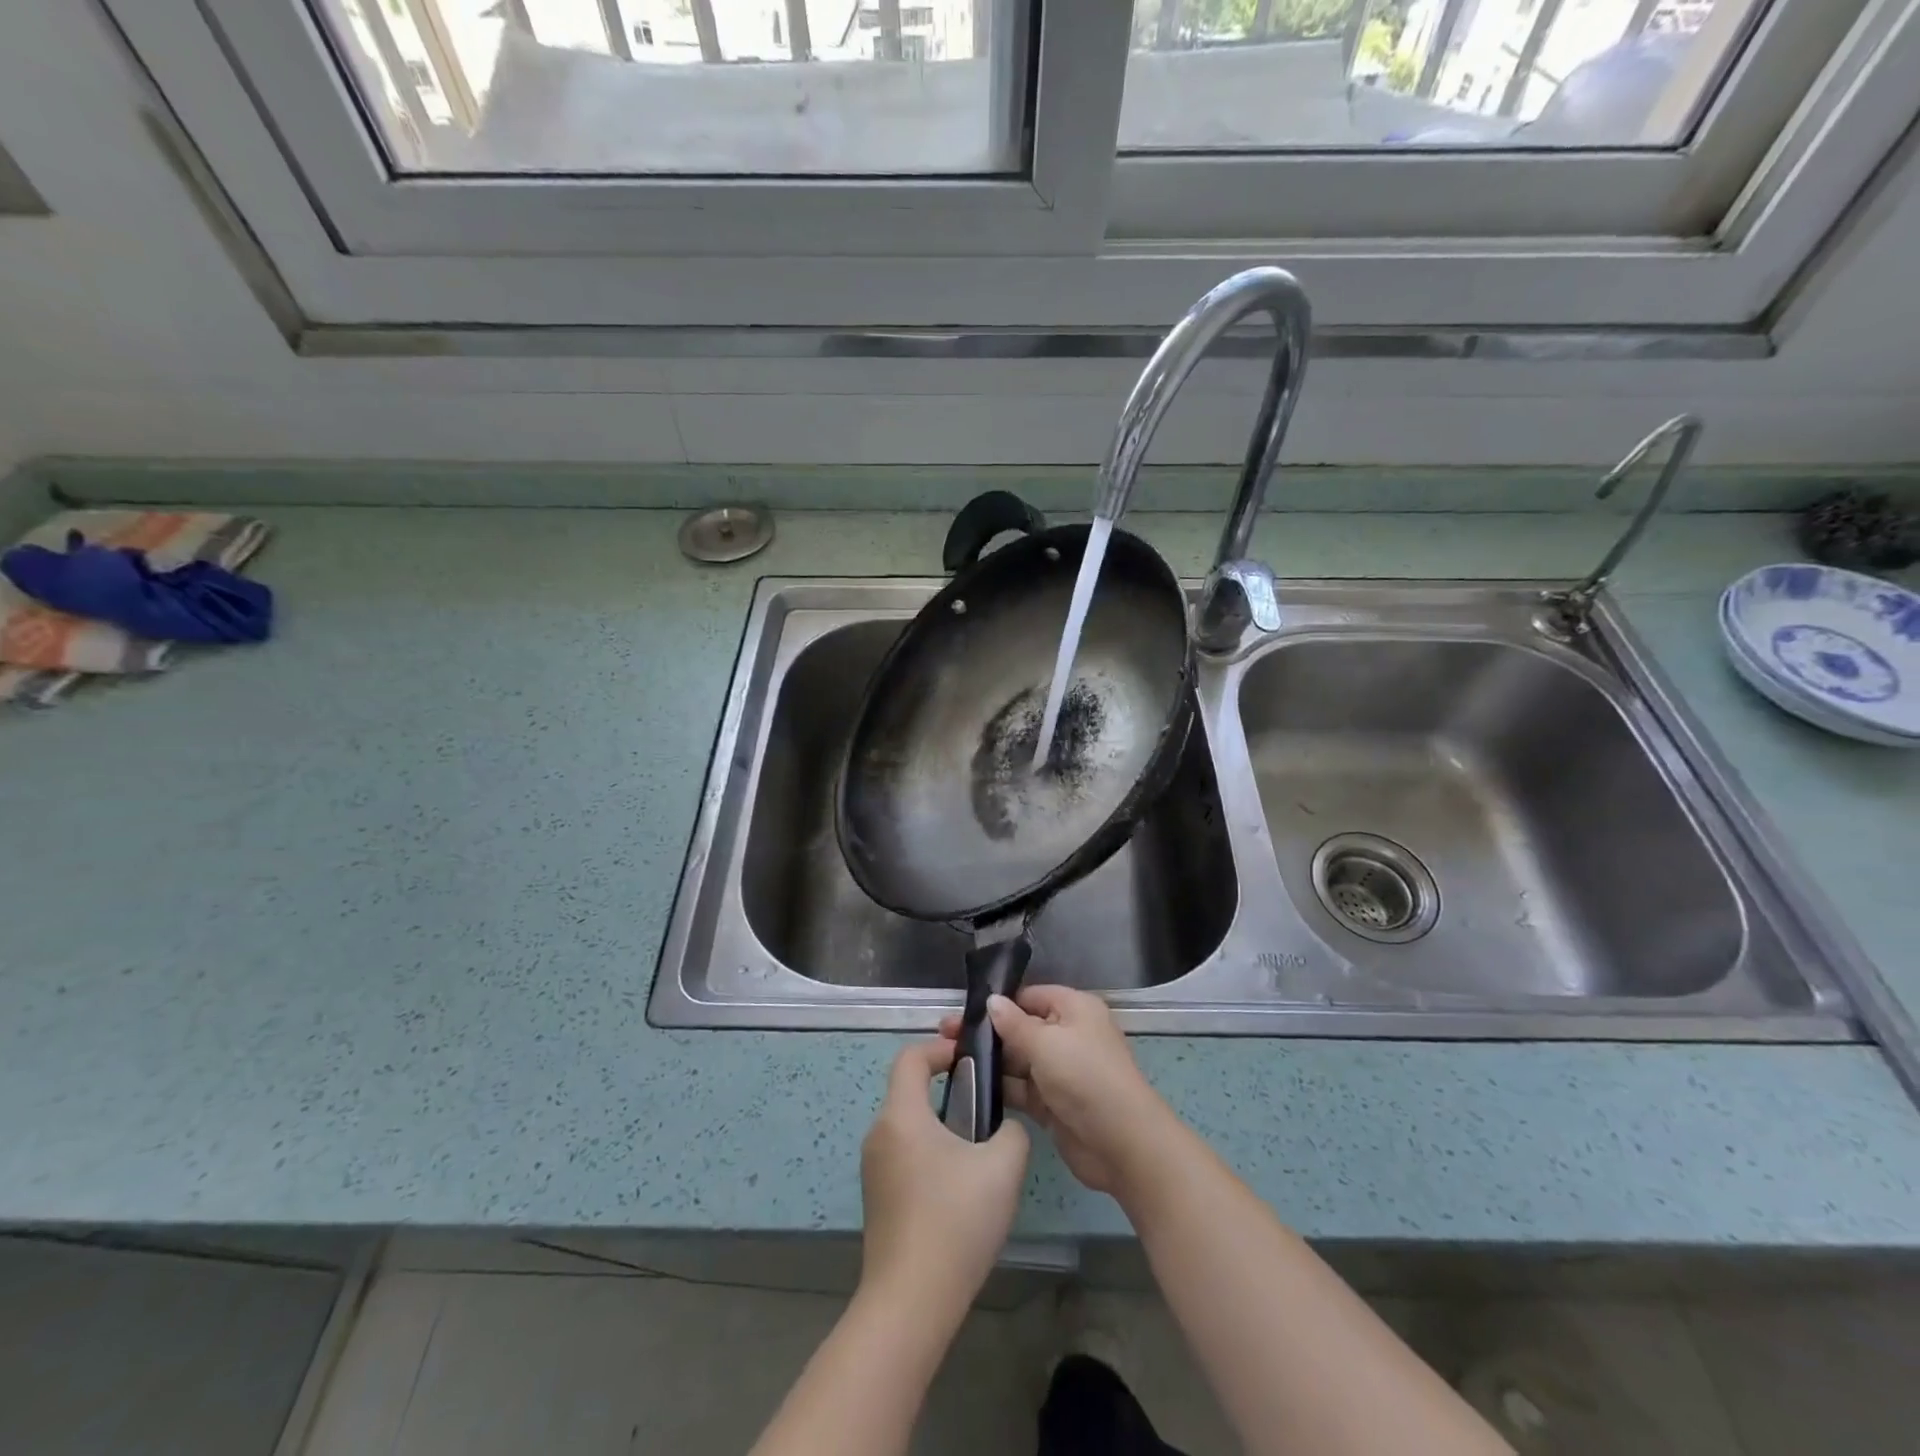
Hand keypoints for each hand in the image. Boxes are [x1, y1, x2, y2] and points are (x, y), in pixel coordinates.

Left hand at [859, 1040, 1030, 1319]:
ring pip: (910, 1128)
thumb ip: (1012, 1131)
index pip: (911, 1057)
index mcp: (902, 1115)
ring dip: (942, 1128)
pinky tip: (959, 1193)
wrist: (911, 1302)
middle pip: (910, 1093)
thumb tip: (1003, 1128)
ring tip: (979, 1156)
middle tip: (986, 1111)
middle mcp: (879, 1134)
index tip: (971, 1061)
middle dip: (949, 1092)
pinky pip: (905, 1159)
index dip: (941, 1049)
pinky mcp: (877, 1201)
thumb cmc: (956, 1220)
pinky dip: (931, 1158)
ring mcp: (873, 1170)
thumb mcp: (1003, 1166)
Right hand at [940, 986, 1171, 1196]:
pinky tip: (968, 1088)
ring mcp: (1060, 1071)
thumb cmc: (1085, 1077)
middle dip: (987, 1033)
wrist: (1121, 1144)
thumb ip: (1013, 1023)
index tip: (962, 1011)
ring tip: (948, 1061)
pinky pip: (1021, 1088)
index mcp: (1073, 1009)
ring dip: (989, 1062)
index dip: (998, 1003)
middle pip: (1020, 1028)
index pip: (1029, 996)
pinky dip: (1000, 1088)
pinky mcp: (1052, 1103)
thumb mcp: (1046, 1043)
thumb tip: (991, 1001)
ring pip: (1017, 1060)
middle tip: (945, 1037)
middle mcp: (1067, 1035)